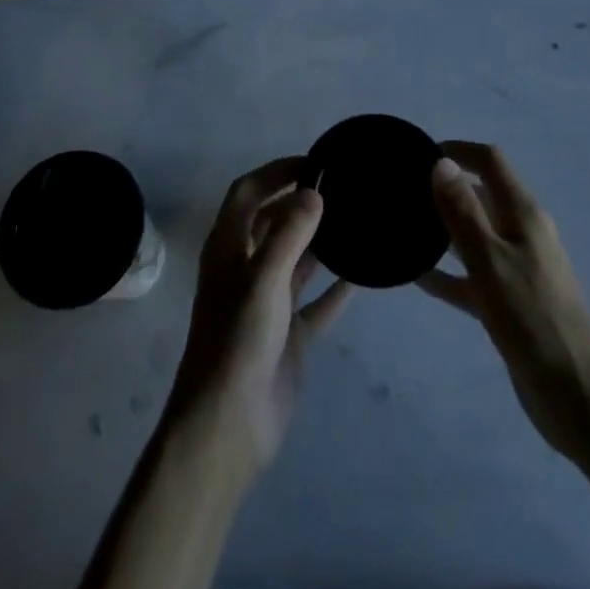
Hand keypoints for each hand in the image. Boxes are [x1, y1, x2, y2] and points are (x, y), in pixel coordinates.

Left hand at [166, 157, 351, 475]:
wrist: (228, 425)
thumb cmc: (238, 340)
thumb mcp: (263, 278)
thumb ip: (290, 232)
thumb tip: (313, 190)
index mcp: (228, 248)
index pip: (248, 194)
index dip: (275, 173)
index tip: (313, 163)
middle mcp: (246, 268)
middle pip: (272, 222)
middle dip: (299, 202)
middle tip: (340, 188)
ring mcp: (268, 303)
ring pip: (296, 260)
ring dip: (319, 241)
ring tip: (354, 220)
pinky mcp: (288, 335)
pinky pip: (316, 303)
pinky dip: (335, 289)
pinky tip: (361, 276)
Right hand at [417, 142, 589, 461]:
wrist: (578, 397)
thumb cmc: (533, 320)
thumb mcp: (491, 261)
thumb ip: (463, 212)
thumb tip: (442, 162)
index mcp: (523, 214)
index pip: (489, 162)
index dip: (457, 150)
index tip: (418, 155)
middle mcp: (520, 232)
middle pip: (479, 195)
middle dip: (443, 188)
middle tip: (400, 193)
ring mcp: (515, 268)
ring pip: (472, 235)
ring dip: (441, 229)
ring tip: (402, 227)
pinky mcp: (508, 302)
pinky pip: (471, 275)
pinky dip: (447, 272)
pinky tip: (416, 275)